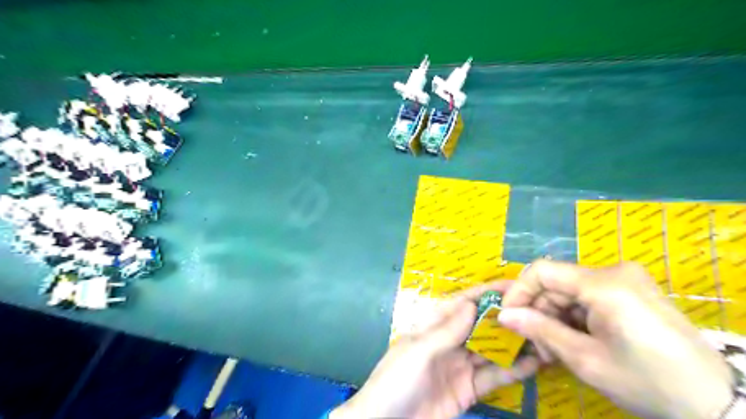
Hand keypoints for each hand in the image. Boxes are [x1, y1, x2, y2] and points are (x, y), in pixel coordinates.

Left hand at [330, 296, 535, 416]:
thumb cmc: (396, 381)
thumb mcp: (419, 352)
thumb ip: (446, 331)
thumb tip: (471, 303)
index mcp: (433, 326)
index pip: (462, 303)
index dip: (486, 293)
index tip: (514, 285)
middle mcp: (449, 342)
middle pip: (480, 325)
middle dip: (505, 317)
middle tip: (538, 311)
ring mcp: (460, 366)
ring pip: (491, 350)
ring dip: (514, 343)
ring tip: (543, 335)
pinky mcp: (468, 389)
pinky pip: (493, 376)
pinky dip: (513, 371)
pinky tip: (534, 364)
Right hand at [498, 261, 735, 417]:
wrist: (715, 403)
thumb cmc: (648, 381)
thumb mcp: (586, 359)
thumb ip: (540, 330)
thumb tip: (503, 315)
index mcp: (604, 284)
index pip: (542, 271)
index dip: (519, 291)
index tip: (508, 317)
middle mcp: (614, 272)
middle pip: (557, 284)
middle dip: (539, 312)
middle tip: (536, 345)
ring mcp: (626, 280)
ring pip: (570, 291)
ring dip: (556, 318)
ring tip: (555, 349)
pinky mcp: (632, 291)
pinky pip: (588, 296)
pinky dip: (575, 317)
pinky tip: (576, 340)